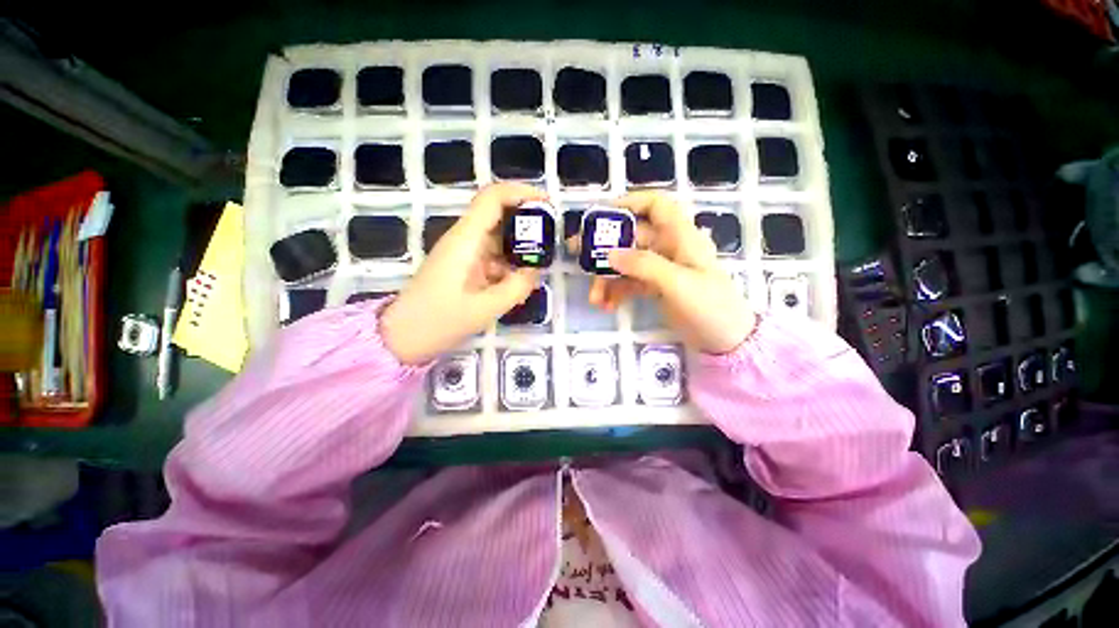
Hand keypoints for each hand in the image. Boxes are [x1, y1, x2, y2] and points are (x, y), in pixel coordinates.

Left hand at [381, 183, 543, 364]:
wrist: (403, 337)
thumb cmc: (439, 321)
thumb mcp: (486, 308)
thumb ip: (517, 287)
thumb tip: (536, 270)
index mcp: (465, 240)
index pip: (493, 198)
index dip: (521, 193)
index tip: (548, 204)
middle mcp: (464, 239)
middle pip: (498, 213)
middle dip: (527, 220)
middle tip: (552, 237)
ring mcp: (463, 252)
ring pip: (498, 236)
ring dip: (520, 244)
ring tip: (542, 261)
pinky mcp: (464, 266)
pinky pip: (493, 255)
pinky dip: (510, 261)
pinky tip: (521, 279)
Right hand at [578, 191, 754, 354]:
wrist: (726, 341)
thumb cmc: (710, 307)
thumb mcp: (678, 284)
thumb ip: (644, 266)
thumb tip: (609, 254)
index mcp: (681, 237)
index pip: (657, 206)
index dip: (630, 203)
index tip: (602, 215)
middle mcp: (669, 248)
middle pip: (631, 236)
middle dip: (605, 246)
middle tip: (578, 254)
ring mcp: (660, 269)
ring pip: (626, 262)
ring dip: (607, 277)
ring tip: (594, 296)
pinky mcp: (655, 287)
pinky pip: (629, 283)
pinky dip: (616, 292)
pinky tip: (606, 305)